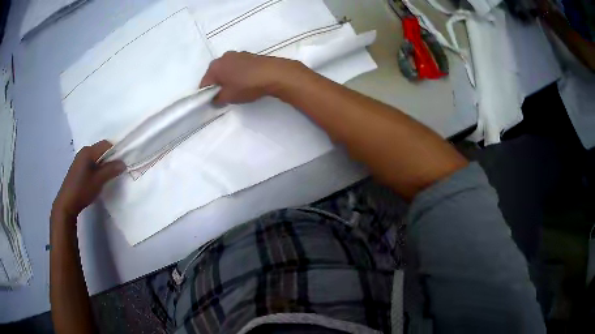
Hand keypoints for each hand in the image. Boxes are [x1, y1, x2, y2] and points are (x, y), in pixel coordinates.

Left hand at [52, 140, 124, 219]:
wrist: (67, 203)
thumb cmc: (82, 189)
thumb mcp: (99, 180)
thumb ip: (111, 170)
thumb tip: (123, 163)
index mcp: (88, 151)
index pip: (106, 144)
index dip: (115, 151)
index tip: (121, 163)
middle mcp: (83, 151)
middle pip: (101, 150)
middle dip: (110, 158)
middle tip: (116, 170)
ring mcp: (79, 160)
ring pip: (96, 157)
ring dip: (103, 164)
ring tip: (107, 176)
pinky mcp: (78, 168)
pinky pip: (91, 162)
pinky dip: (97, 168)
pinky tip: (98, 179)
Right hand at [199, 51, 305, 104]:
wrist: (274, 73)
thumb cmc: (247, 85)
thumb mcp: (228, 97)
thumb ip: (217, 99)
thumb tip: (215, 98)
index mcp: (214, 66)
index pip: (204, 82)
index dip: (206, 94)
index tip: (213, 102)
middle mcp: (224, 57)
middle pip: (216, 74)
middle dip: (218, 85)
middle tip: (225, 96)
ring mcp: (238, 54)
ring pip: (228, 69)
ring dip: (229, 78)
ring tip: (238, 89)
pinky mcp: (250, 55)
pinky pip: (239, 67)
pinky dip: (239, 74)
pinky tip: (247, 82)